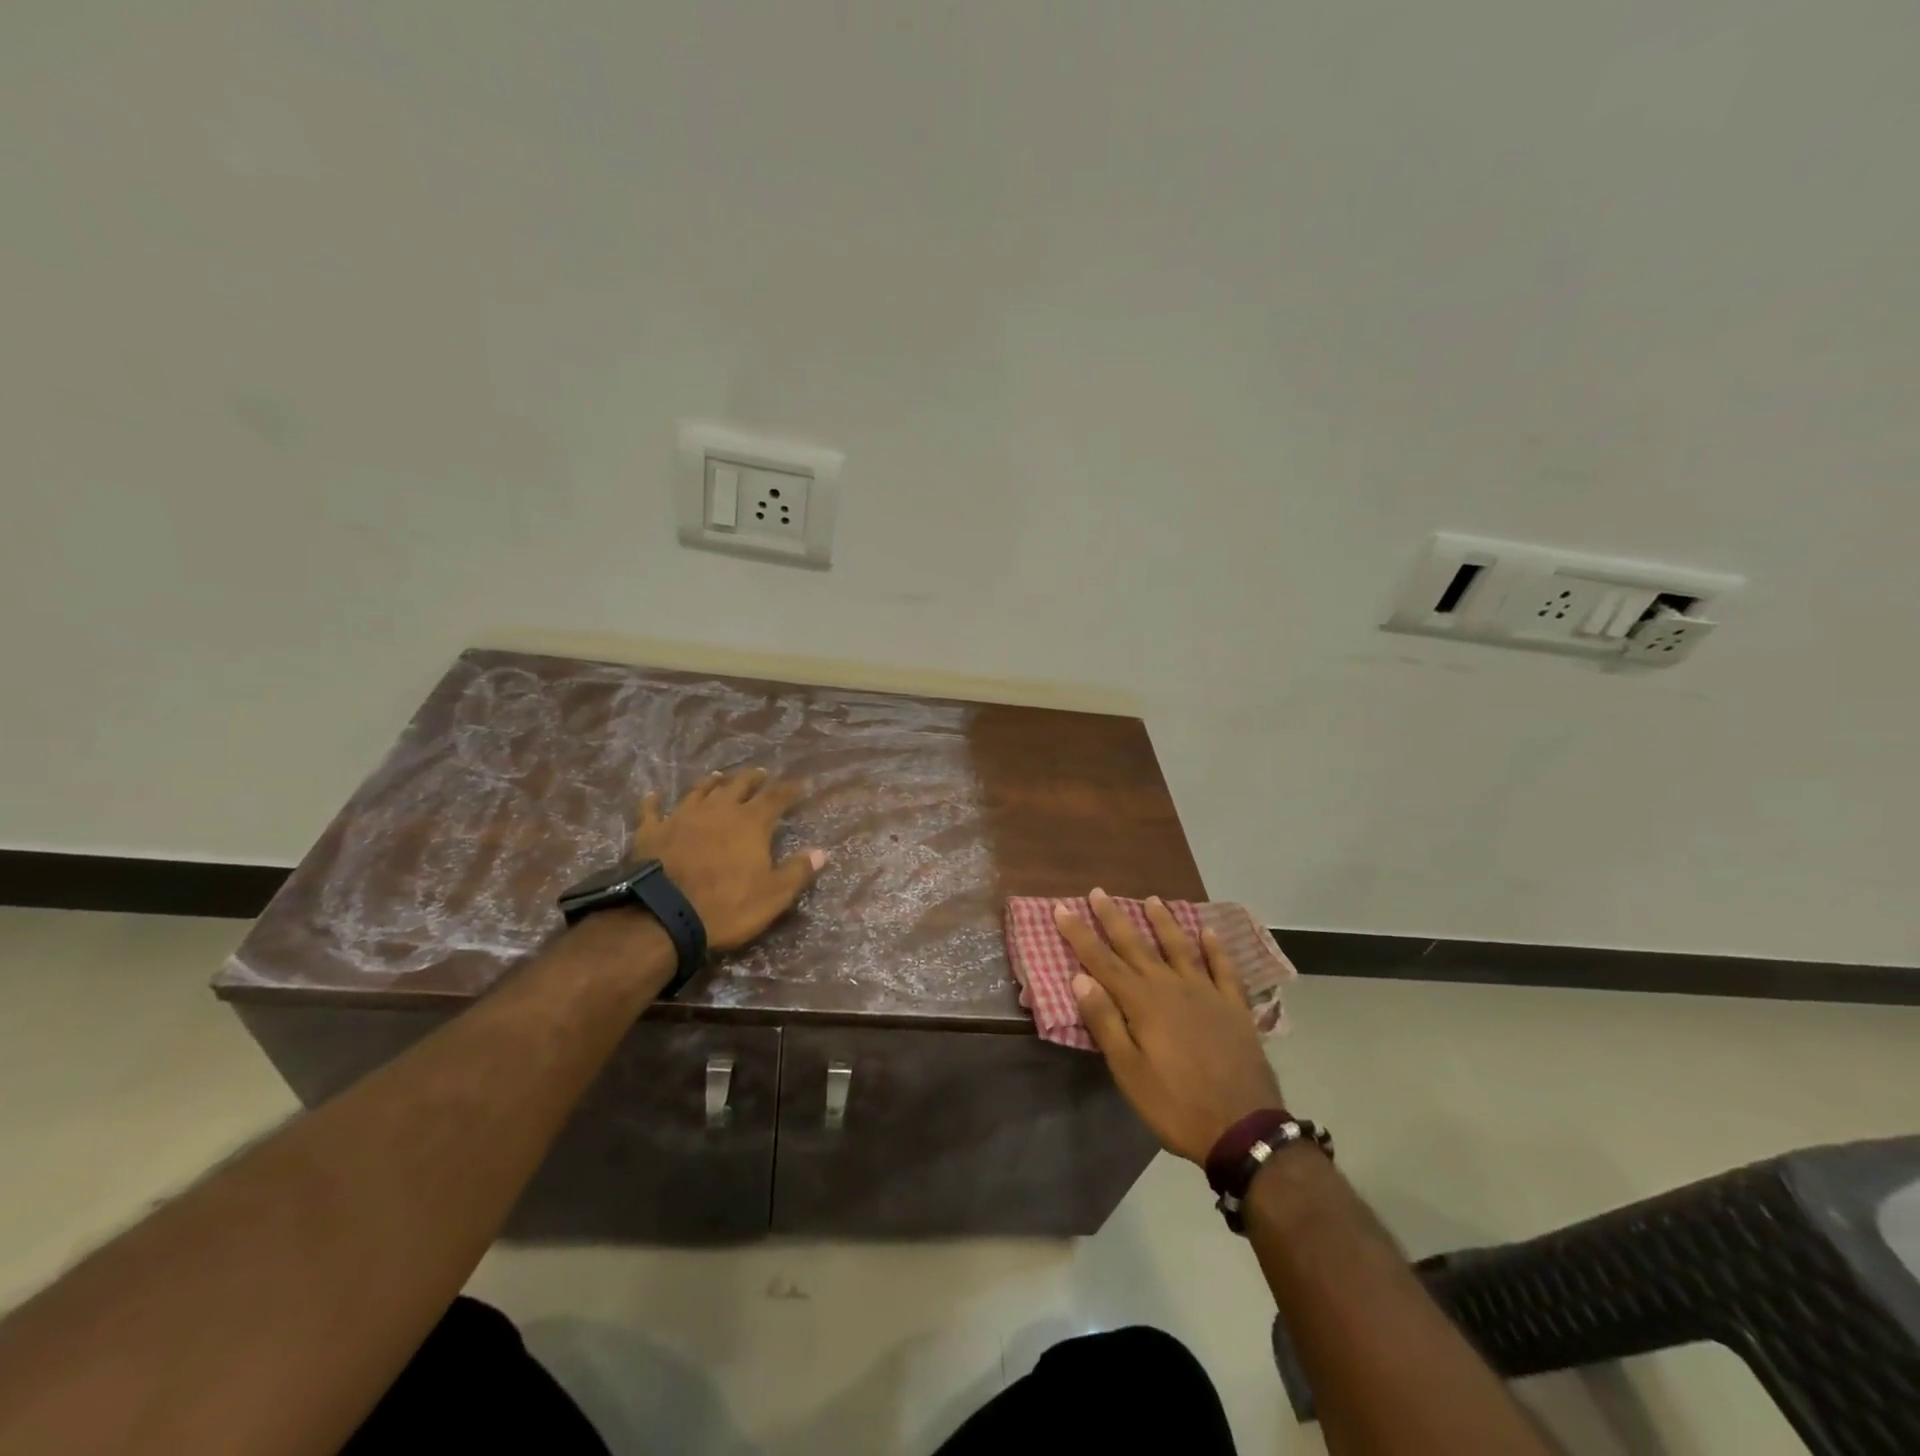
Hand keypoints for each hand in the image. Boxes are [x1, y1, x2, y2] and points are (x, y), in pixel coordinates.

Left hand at [631, 769, 825, 950]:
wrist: (663, 915)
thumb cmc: (727, 906)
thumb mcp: (773, 895)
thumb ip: (797, 871)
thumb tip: (822, 852)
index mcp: (751, 823)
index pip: (775, 798)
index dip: (788, 790)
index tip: (799, 784)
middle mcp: (718, 810)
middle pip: (738, 786)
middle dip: (752, 779)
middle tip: (760, 773)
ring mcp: (682, 817)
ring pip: (700, 791)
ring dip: (711, 783)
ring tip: (719, 776)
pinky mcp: (652, 831)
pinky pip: (652, 811)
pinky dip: (654, 802)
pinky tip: (654, 795)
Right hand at [1056, 889, 1284, 1163]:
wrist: (1243, 1128)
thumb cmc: (1176, 1104)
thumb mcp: (1129, 1072)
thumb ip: (1105, 1022)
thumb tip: (1079, 978)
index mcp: (1142, 1003)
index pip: (1102, 961)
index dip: (1080, 935)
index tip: (1063, 909)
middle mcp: (1172, 987)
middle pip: (1137, 946)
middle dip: (1114, 918)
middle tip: (1099, 892)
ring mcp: (1206, 993)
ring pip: (1180, 947)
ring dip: (1163, 922)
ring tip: (1152, 900)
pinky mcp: (1234, 1006)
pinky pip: (1224, 968)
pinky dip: (1216, 948)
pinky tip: (1209, 932)